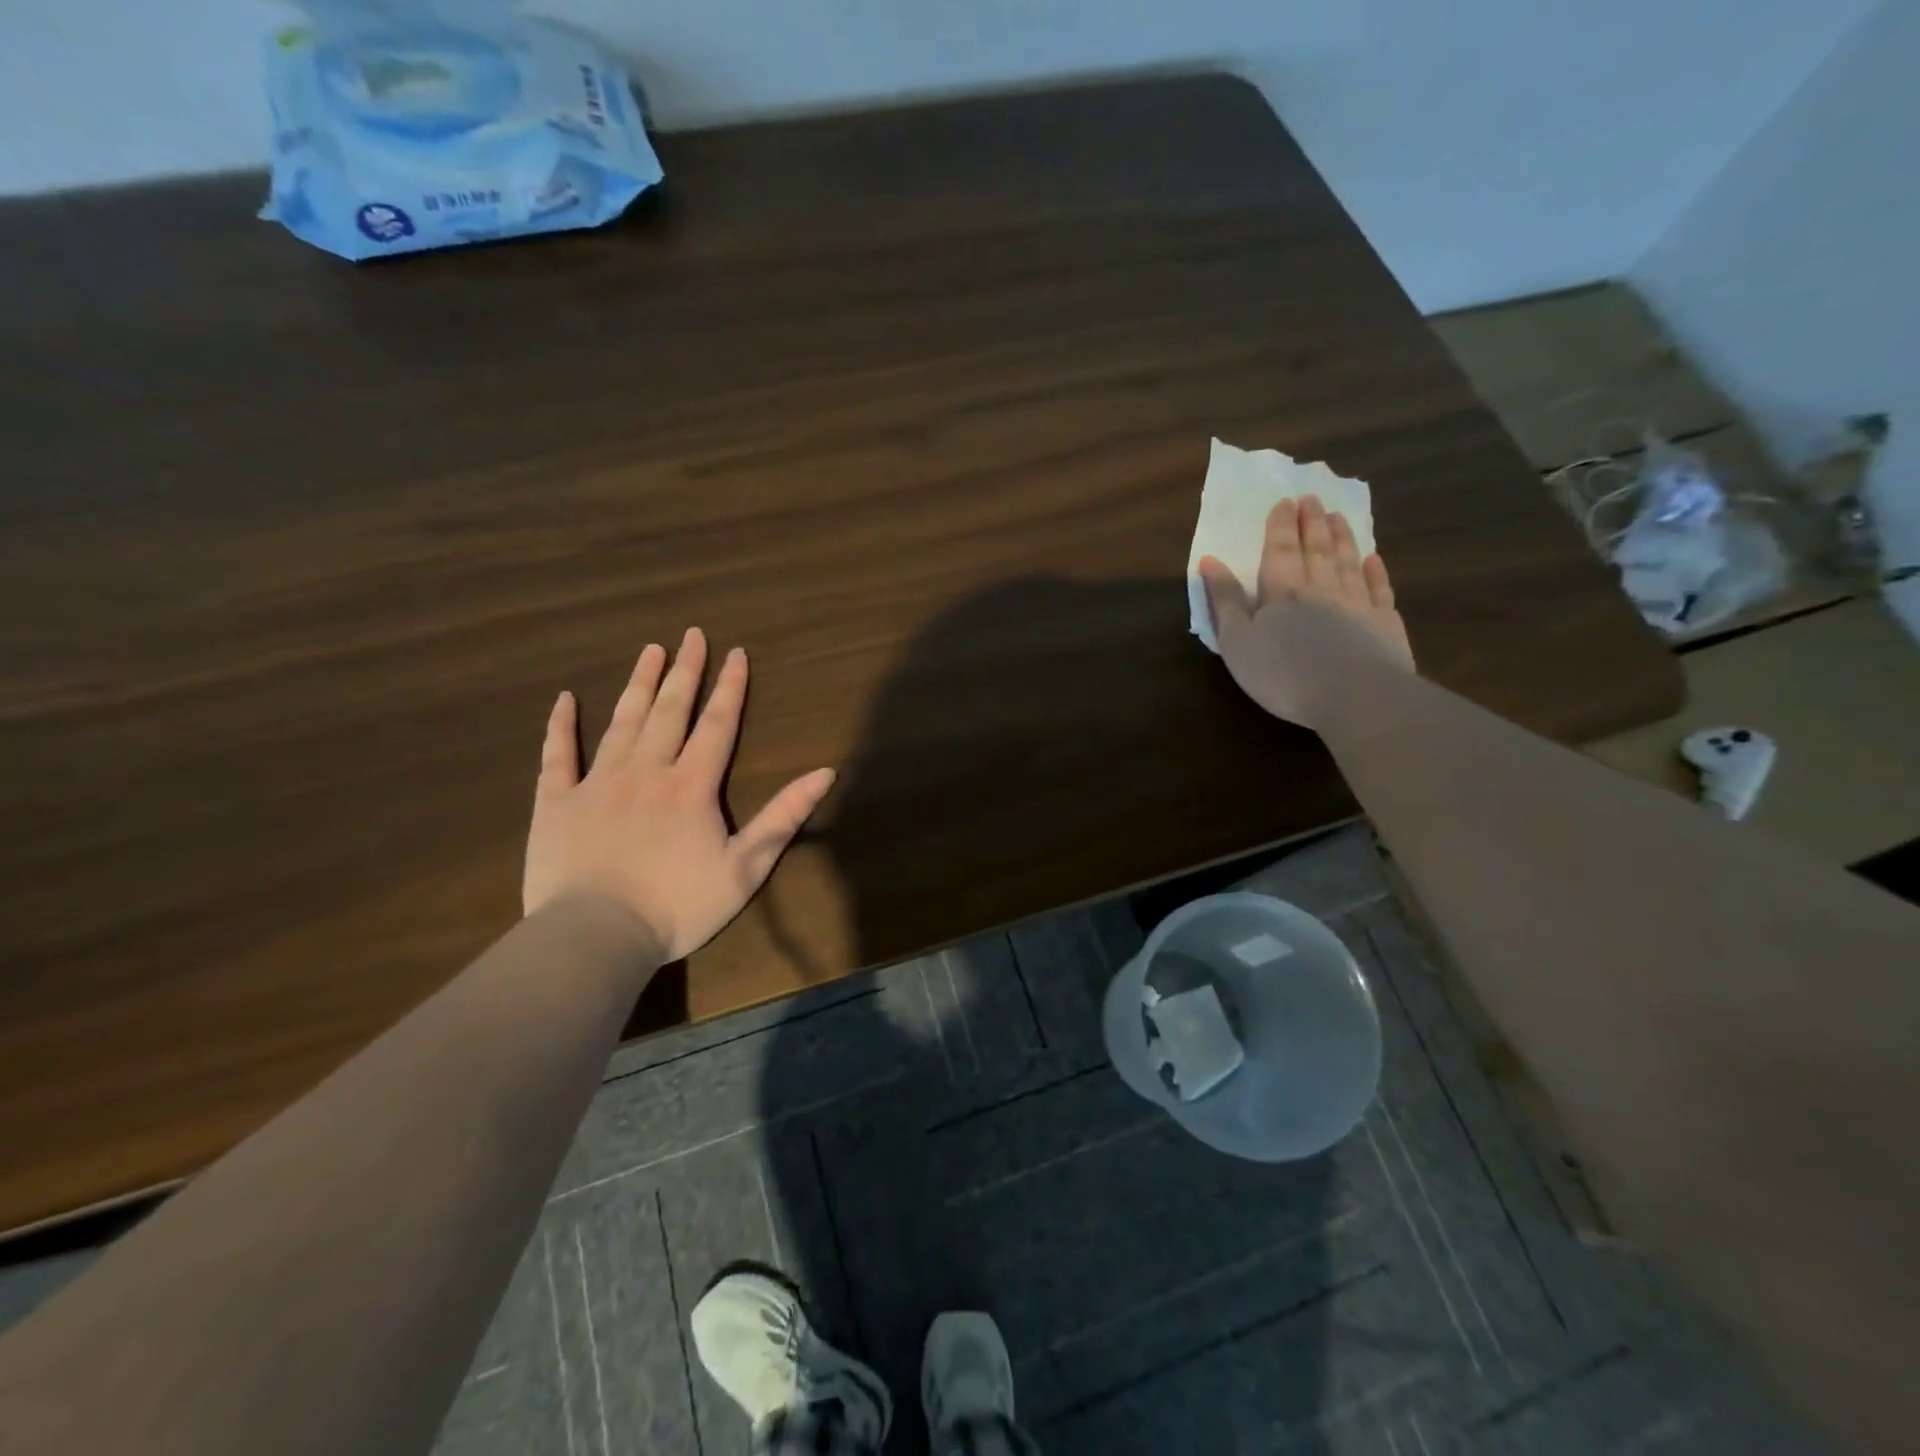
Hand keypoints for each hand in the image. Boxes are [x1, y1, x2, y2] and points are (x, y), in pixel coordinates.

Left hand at [522, 628, 835, 960]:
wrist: (597, 936)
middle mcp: (647, 771)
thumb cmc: (678, 905)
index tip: (735, 652)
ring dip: (639, 684)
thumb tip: (826, 772)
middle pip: (670, 711)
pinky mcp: (556, 803)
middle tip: (692, 634)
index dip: (729, 687)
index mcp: (692, 786)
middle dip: (685, 671)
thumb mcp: (746, 866)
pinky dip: (561, 725)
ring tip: (650, 650)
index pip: (716, 725)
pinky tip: (564, 699)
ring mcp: (598, 783)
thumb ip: (784, 816)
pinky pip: (557, 756)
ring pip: (622, 722)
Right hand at [1199, 495, 1413, 728]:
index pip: (1280, 551)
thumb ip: (1224, 601)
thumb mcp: (1237, 641)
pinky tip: (1373, 560)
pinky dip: (1376, 572)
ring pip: (1348, 562)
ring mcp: (1358, 604)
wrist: (1354, 695)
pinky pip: (1379, 590)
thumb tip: (1210, 560)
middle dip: (1312, 523)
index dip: (1281, 526)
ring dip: (1342, 539)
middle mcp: (1322, 589)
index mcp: (1282, 593)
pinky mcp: (1384, 625)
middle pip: (1316, 550)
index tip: (1285, 501)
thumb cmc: (1283, 673)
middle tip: (1313, 499)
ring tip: (1339, 517)